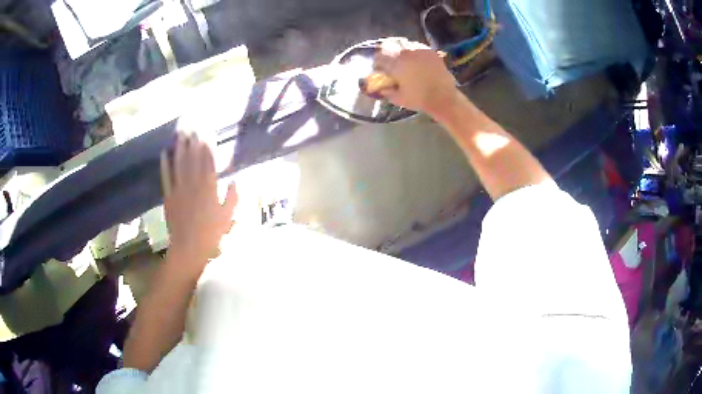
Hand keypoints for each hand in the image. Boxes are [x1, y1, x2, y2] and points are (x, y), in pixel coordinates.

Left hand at [160, 132, 236, 269]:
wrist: (189, 247)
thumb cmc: (211, 234)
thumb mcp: (228, 217)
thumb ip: (233, 197)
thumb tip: (237, 180)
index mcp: (209, 187)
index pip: (209, 161)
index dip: (208, 145)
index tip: (208, 131)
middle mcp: (194, 183)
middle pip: (193, 157)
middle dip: (193, 140)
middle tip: (193, 124)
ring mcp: (179, 188)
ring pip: (180, 163)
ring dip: (180, 147)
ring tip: (180, 132)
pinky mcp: (169, 195)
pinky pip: (166, 176)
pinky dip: (165, 164)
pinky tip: (165, 152)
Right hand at [374, 40, 459, 116]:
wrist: (444, 97)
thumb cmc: (419, 99)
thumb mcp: (398, 98)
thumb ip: (386, 91)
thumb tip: (381, 87)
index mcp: (395, 64)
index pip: (379, 57)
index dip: (377, 63)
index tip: (379, 69)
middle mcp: (406, 53)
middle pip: (389, 46)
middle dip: (387, 53)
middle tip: (389, 62)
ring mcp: (419, 50)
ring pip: (403, 44)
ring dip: (399, 50)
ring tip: (403, 60)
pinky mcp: (430, 51)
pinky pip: (416, 46)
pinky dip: (412, 51)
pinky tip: (415, 60)